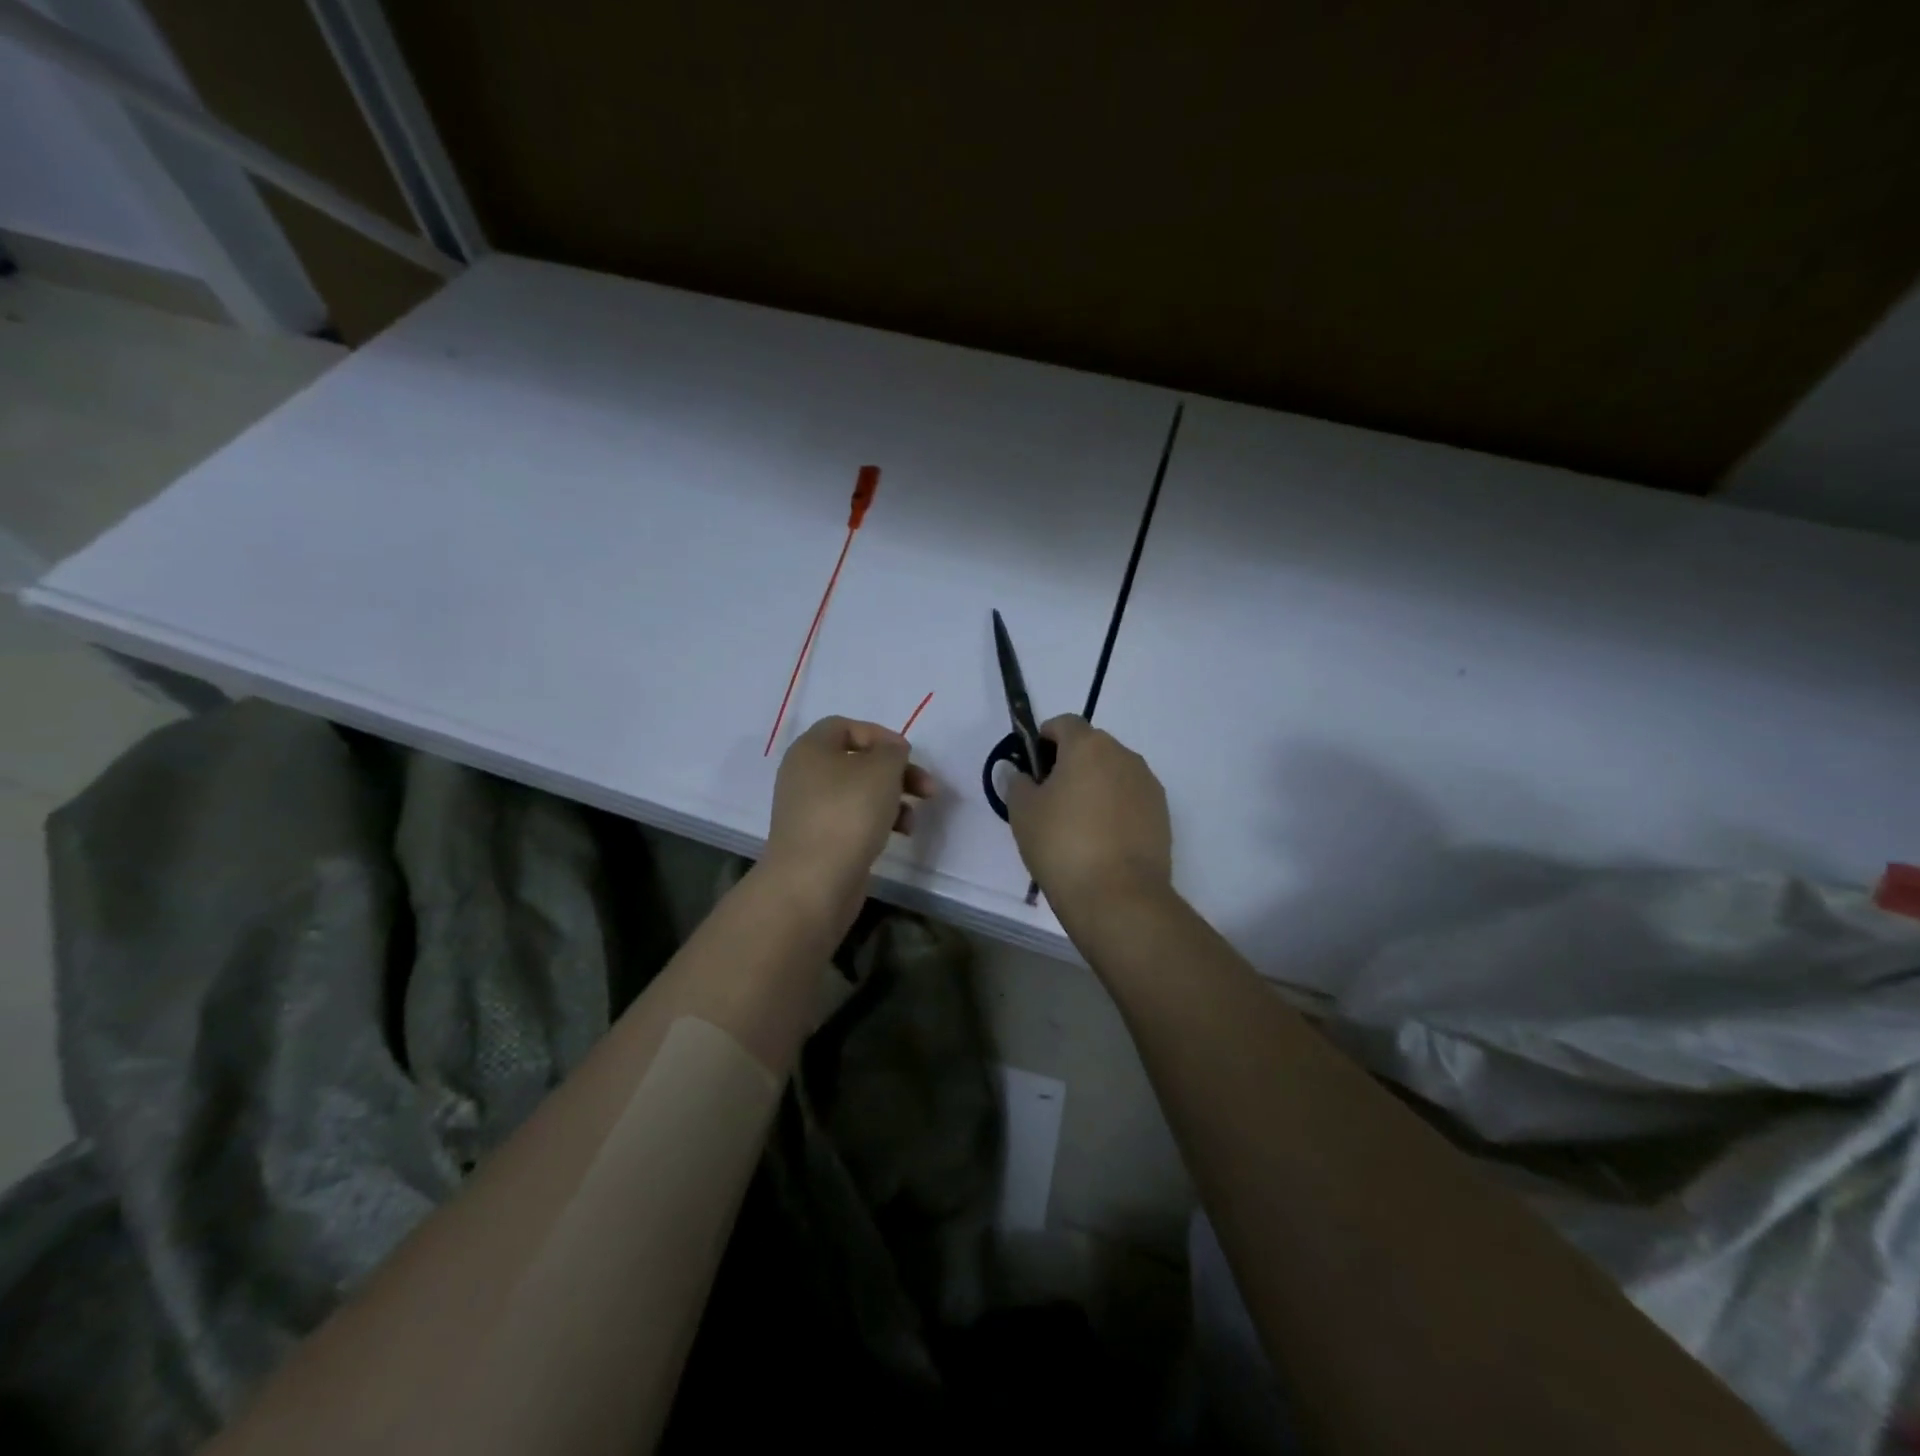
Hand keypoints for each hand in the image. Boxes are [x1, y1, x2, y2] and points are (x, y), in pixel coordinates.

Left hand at [764, 716, 934, 928]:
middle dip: (896, 772)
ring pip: (859, 794)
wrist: (813, 882)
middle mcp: (805, 775)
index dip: (879, 735)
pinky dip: (878, 823)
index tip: (906, 754)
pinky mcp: (819, 840)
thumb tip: (890, 752)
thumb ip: (892, 751)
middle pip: (857, 762)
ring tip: (913, 820)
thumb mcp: (881, 770)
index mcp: (811, 749)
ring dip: (892, 800)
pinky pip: (853, 821)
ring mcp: (810, 811)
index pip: (845, 726)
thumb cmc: (847, 814)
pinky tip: (898, 836)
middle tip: (926, 788)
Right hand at [1007, 715, 1171, 914]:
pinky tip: (1101, 842)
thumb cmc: (1062, 844)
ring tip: (1076, 825)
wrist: (1118, 896)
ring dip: (1095, 786)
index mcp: (1089, 746)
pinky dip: (1115, 809)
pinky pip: (1131, 799)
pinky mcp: (1162, 815)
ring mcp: (1148, 785)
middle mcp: (1124, 756)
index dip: (1044, 738)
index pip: (1064, 723)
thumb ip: (1017, 783)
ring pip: (1114, 774)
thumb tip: (1019, 772)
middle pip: (1092, 747)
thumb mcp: (1023, 813)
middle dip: (1070, 764)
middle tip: (1050, 799)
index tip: (1032, 766)